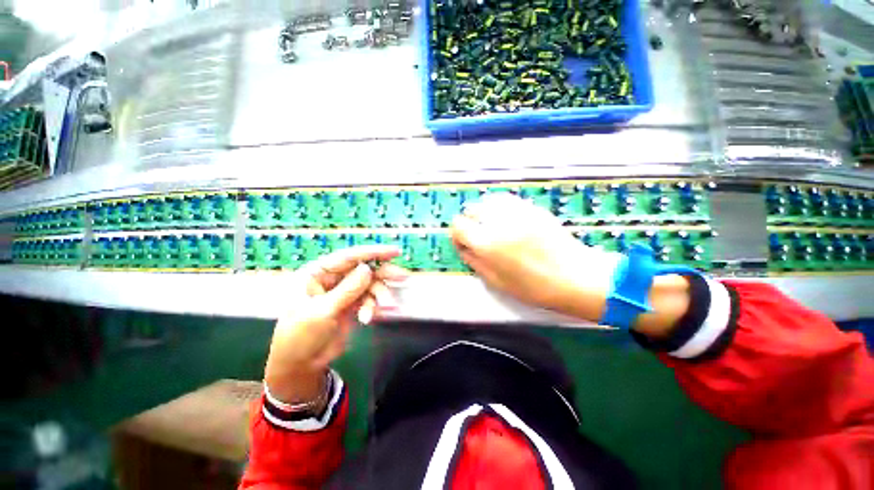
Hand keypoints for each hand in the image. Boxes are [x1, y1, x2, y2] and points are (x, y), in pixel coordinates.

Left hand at [264, 246, 408, 404]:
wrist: (300, 365)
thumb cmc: (299, 336)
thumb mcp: (322, 312)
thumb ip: (347, 290)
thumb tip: (367, 268)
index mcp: (318, 273)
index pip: (348, 257)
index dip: (373, 252)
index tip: (394, 252)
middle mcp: (332, 279)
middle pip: (363, 269)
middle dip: (383, 274)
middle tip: (403, 277)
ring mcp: (343, 292)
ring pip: (369, 285)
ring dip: (380, 295)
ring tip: (387, 307)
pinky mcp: (351, 305)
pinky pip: (368, 300)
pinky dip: (372, 307)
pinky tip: (369, 318)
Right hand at [450, 193, 621, 320]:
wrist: (575, 277)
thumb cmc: (534, 287)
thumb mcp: (497, 282)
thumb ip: (474, 262)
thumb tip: (463, 247)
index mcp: (487, 244)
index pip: (458, 225)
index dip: (457, 233)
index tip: (464, 241)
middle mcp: (499, 223)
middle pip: (472, 209)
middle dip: (470, 222)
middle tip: (478, 235)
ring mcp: (517, 212)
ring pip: (488, 201)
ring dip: (485, 213)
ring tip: (493, 226)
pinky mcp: (532, 208)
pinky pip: (507, 200)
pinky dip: (500, 207)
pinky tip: (507, 220)